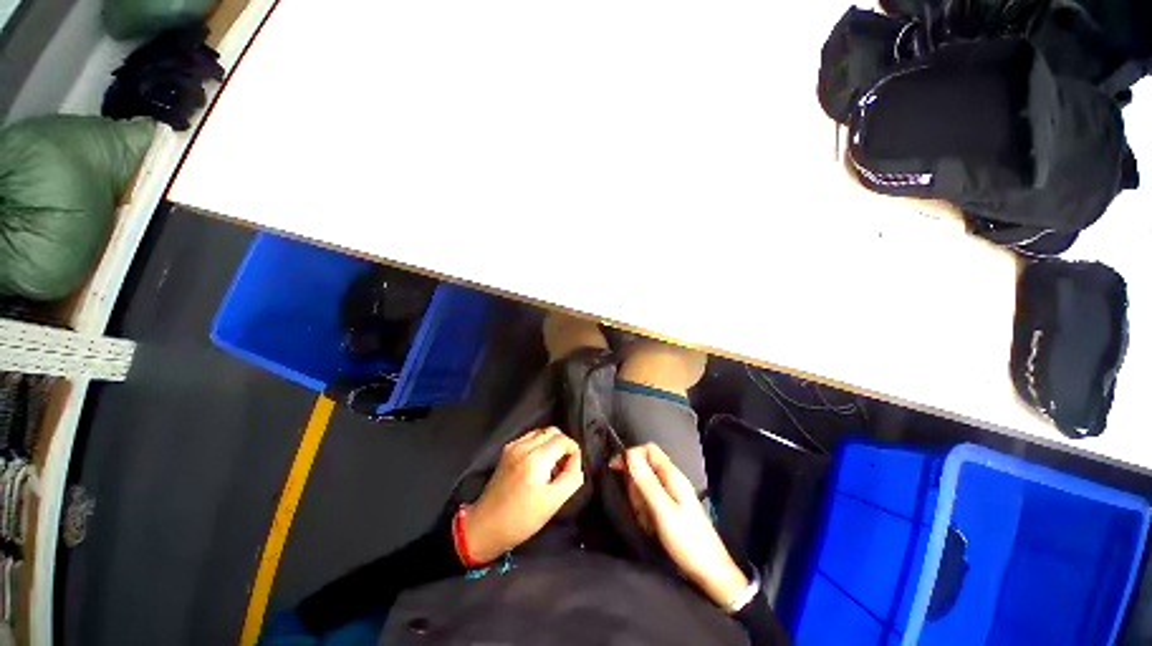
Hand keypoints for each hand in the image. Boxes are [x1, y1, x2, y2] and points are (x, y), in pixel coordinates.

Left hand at [462, 427, 583, 563]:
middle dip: (563, 445)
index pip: (563, 440)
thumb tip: (577, 461)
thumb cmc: (521, 518)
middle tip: (564, 466)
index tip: (574, 467)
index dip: (573, 450)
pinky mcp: (506, 451)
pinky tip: (538, 466)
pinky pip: (529, 438)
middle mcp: (523, 446)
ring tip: (552, 467)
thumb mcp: (553, 502)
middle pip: (552, 431)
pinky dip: (539, 445)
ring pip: (541, 433)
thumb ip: (571, 478)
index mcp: (535, 458)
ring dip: (551, 444)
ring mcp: (513, 447)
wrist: (485, 526)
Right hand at [613, 443, 748, 610]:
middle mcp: (672, 481)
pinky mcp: (670, 509)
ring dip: (639, 499)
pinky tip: (649, 525)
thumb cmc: (688, 542)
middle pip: (645, 466)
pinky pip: (649, 501)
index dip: (632, 455)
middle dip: (635, 483)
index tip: (617, 469)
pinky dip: (644, 510)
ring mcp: (672, 495)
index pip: (649, 449)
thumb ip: (646, 481)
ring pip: (644, 485)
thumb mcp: (663, 510)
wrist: (710, 573)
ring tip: (646, 519)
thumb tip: (630, 454)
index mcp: (673, 475)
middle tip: (638, 504)